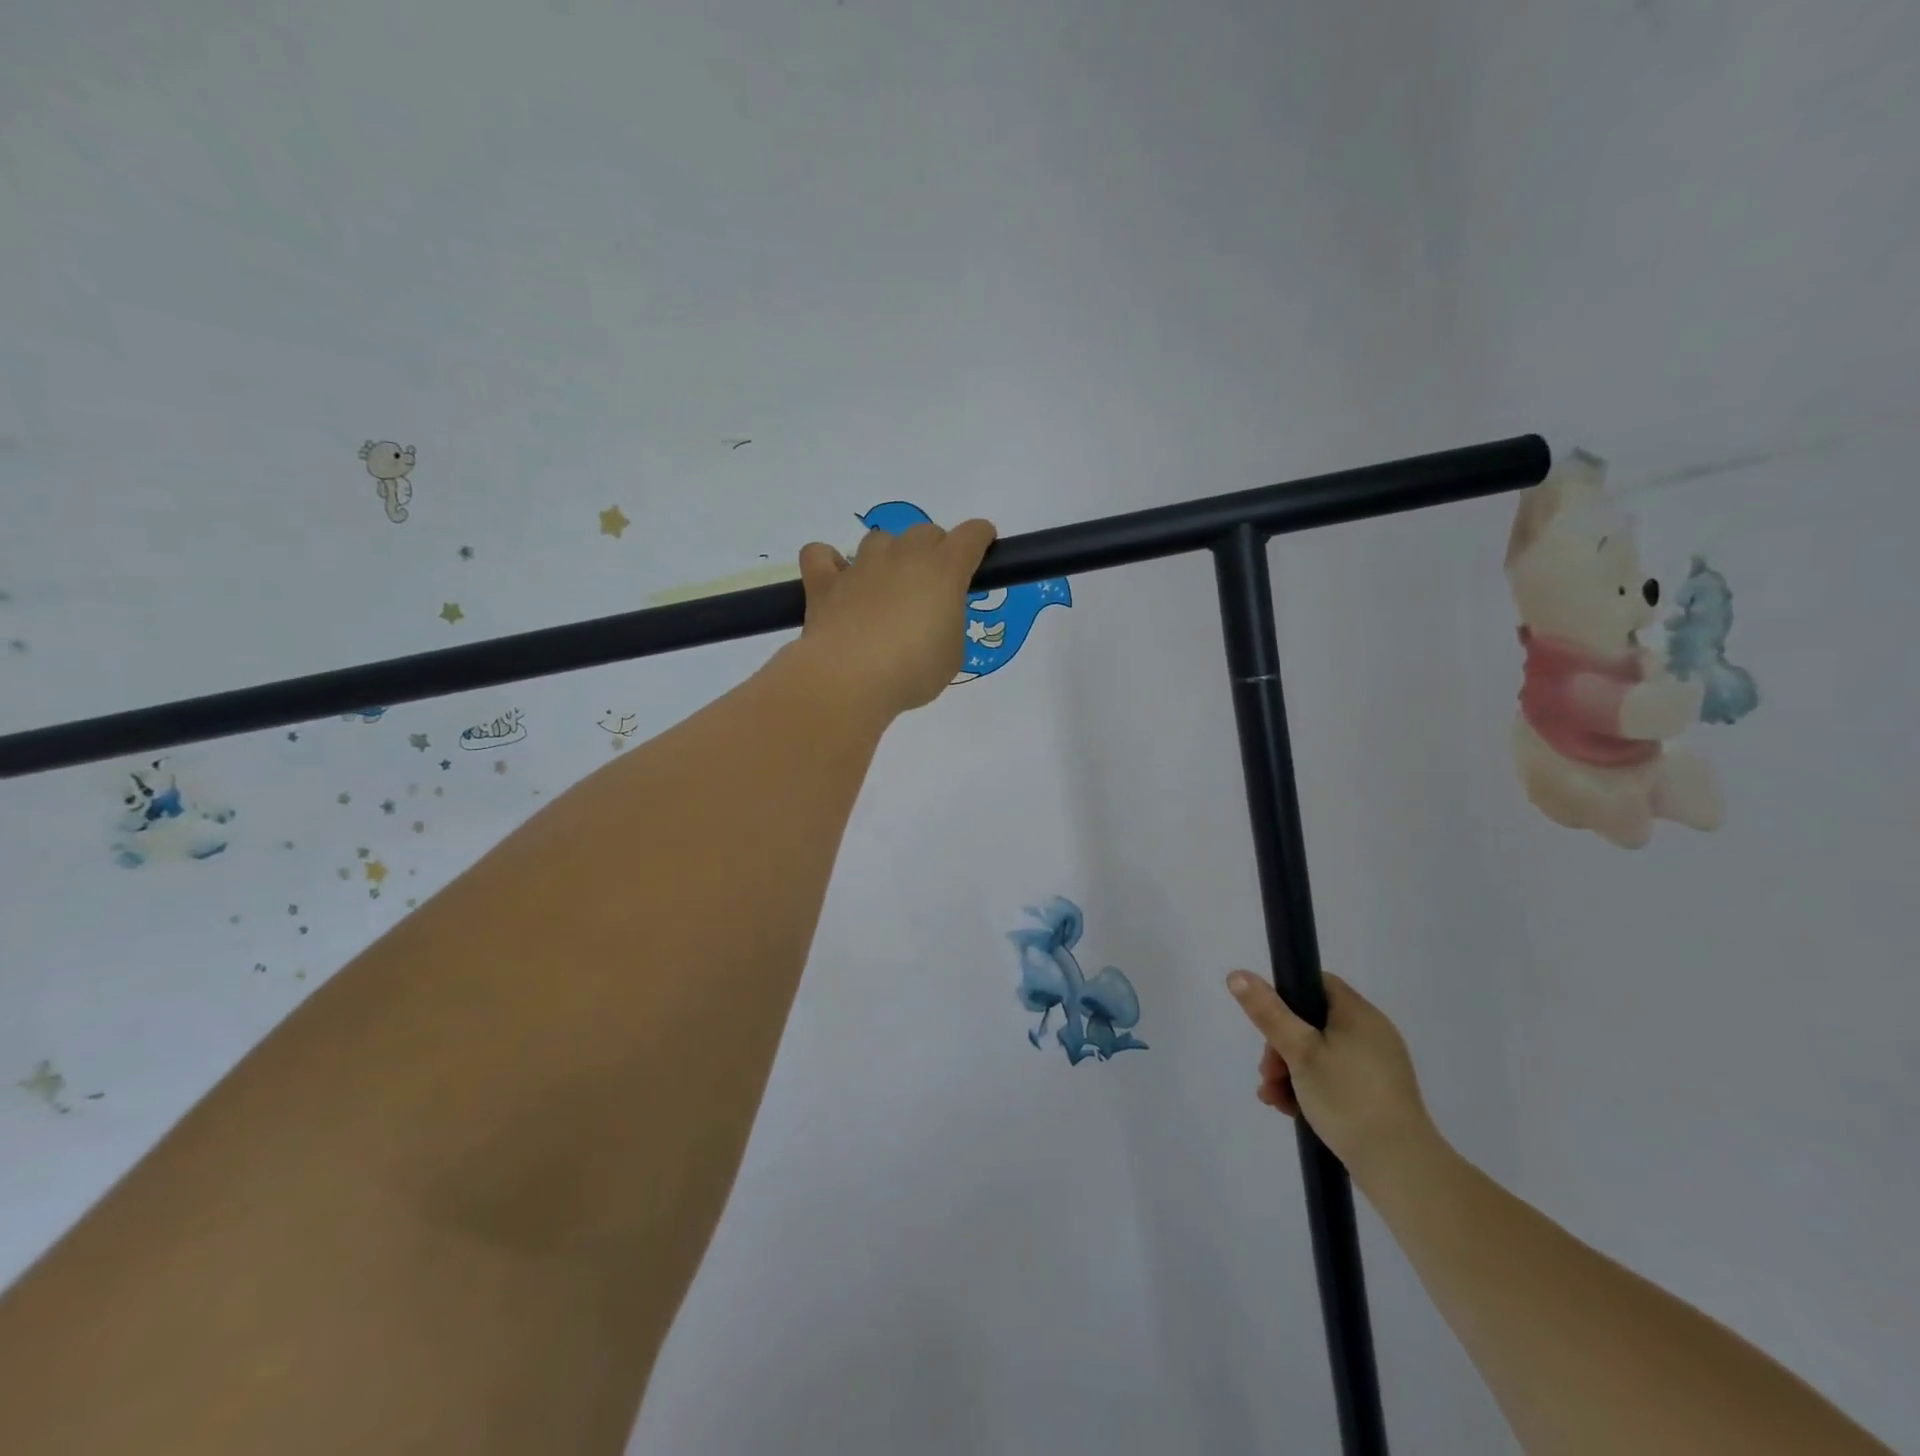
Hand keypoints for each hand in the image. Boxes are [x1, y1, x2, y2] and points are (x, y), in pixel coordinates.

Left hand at [791, 516, 997, 718]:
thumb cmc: (914, 671)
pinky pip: (821, 555)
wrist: (850, 678)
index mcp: (945, 570)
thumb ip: (948, 625)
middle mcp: (904, 555)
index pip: (971, 534)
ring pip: (879, 539)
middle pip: (925, 532)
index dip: (980, 538)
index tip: (982, 549)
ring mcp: (861, 565)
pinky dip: (829, 562)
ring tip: (885, 588)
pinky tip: (836, 581)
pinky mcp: (825, 582)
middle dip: (933, 551)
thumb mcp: (952, 654)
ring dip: (888, 556)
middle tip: (931, 588)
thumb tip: (932, 620)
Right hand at [1227, 969, 1437, 1183]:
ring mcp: (1377, 1067)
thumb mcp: (1299, 1051)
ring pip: (1319, 1054)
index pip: (1315, 984)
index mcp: (1358, 1014)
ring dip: (1289, 1071)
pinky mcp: (1376, 1095)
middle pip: (1312, 1022)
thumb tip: (1237, 974)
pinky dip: (1309, 1088)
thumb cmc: (1348, 1098)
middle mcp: (1372, 1034)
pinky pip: (1334, 1078)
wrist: (1401, 1168)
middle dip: (1281, 1046)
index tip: (1268, 1025)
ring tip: (1273, 1098)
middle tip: (1268, 1072)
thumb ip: (1268, 1012)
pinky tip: (1290, 1110)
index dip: (1285, 997)